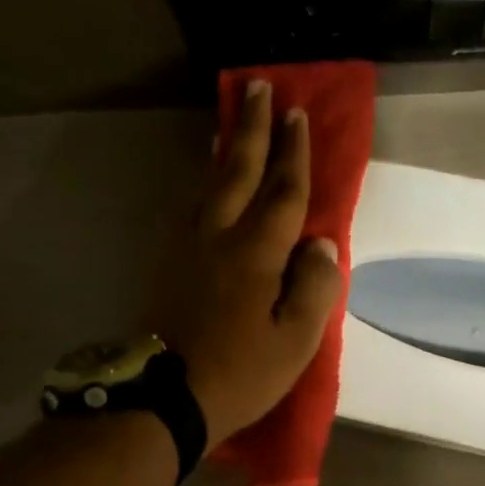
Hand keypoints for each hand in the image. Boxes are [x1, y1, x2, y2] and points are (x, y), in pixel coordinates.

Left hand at [148, 80, 341, 446]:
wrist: (165, 398)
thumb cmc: (239, 374)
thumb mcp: (294, 343)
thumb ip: (314, 288)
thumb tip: (319, 245)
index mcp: (256, 254)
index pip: (283, 192)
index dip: (294, 153)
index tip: (298, 114)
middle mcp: (219, 237)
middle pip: (239, 171)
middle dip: (253, 128)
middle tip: (259, 87)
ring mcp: (187, 247)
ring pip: (209, 183)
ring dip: (225, 148)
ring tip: (233, 121)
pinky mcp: (167, 263)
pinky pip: (190, 206)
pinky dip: (203, 181)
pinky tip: (206, 178)